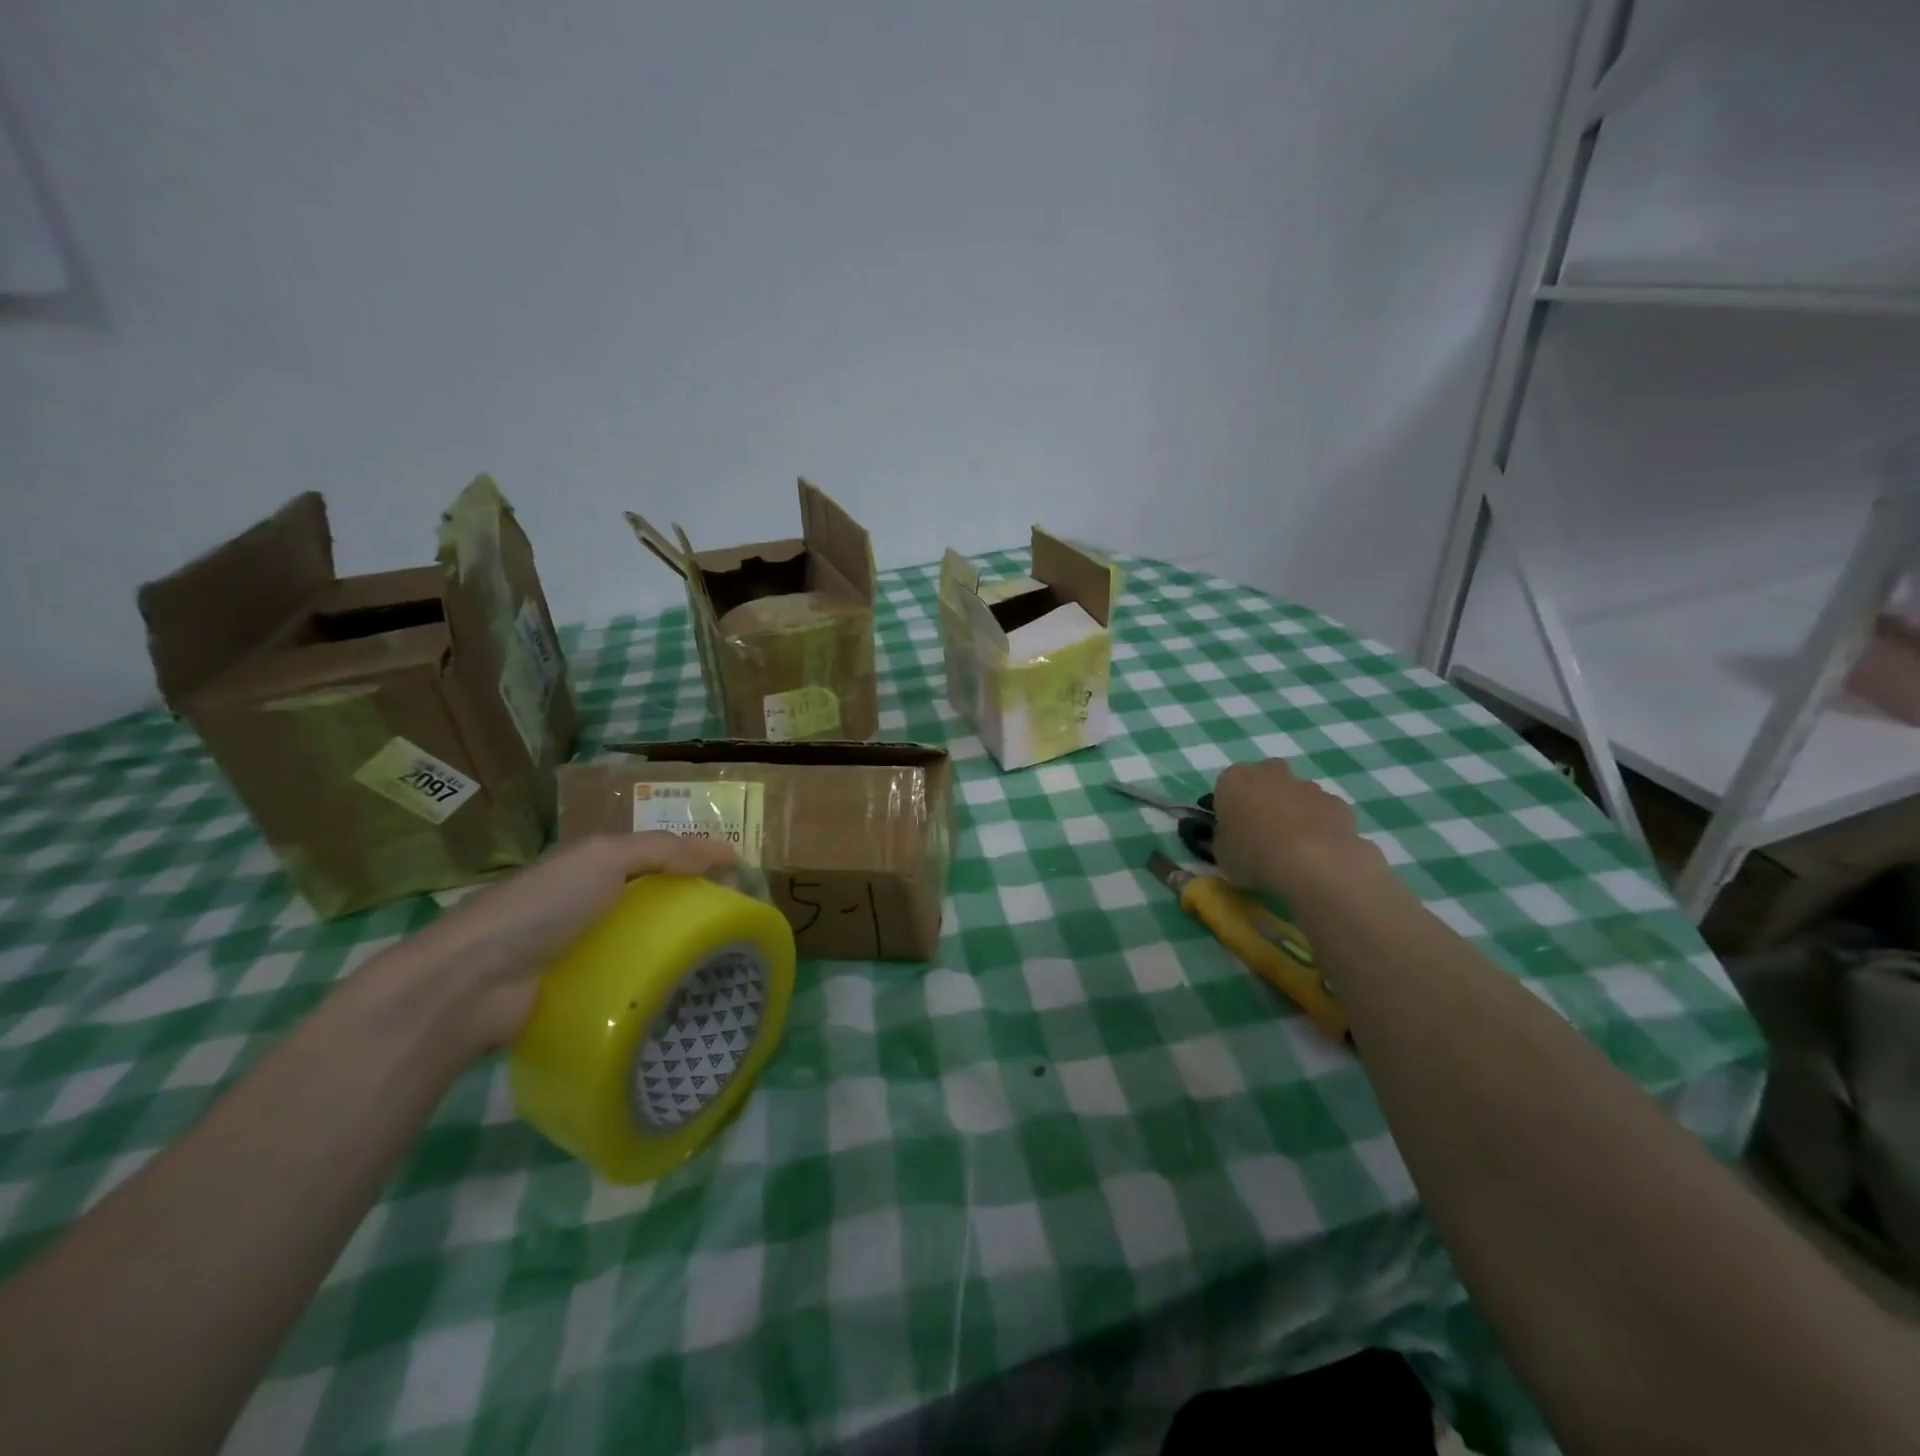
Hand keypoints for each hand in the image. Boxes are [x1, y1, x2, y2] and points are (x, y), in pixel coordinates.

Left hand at [361, 833, 736, 1059]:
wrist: (474, 982)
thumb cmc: (542, 906)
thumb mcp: (604, 858)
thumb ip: (662, 850)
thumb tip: (726, 852)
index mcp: (592, 865)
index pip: (658, 854)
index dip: (698, 859)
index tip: (740, 878)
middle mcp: (588, 902)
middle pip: (654, 898)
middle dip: (694, 904)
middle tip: (736, 922)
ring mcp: (581, 949)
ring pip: (644, 940)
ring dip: (677, 946)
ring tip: (720, 959)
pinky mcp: (578, 990)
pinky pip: (627, 978)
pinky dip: (653, 980)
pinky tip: (683, 989)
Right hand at [1213, 759, 1378, 893]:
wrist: (1315, 864)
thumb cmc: (1255, 855)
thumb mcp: (1221, 854)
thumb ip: (1223, 838)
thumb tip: (1231, 837)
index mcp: (1234, 780)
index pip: (1225, 787)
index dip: (1228, 809)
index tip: (1232, 830)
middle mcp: (1269, 773)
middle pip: (1263, 780)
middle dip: (1263, 799)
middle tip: (1262, 832)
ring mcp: (1307, 785)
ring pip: (1294, 794)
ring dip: (1292, 811)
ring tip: (1293, 847)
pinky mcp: (1336, 802)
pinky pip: (1321, 811)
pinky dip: (1319, 824)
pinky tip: (1318, 851)